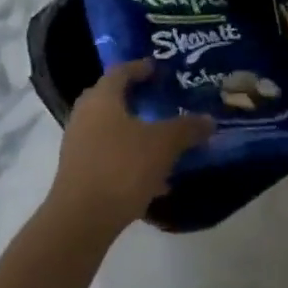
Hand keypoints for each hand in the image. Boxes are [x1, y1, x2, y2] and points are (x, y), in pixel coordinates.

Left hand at [46, 61, 213, 237]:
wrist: (81, 219)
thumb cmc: (122, 168)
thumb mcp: (163, 145)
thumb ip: (187, 128)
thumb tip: (209, 120)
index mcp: (102, 99)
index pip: (120, 71)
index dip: (140, 67)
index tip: (158, 68)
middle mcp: (84, 115)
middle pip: (111, 98)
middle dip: (135, 98)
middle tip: (160, 99)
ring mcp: (77, 144)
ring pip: (109, 128)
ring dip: (133, 130)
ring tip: (160, 138)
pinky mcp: (78, 171)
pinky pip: (107, 154)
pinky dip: (128, 156)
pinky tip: (153, 177)